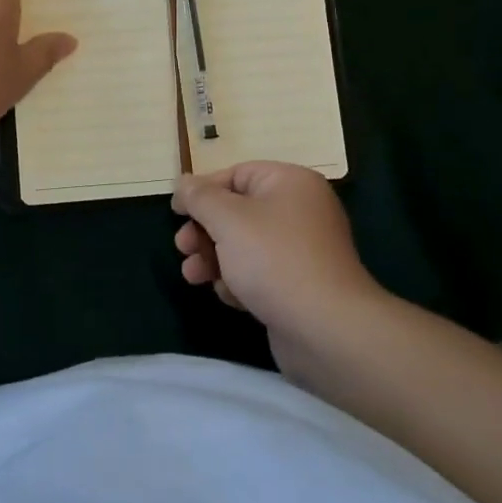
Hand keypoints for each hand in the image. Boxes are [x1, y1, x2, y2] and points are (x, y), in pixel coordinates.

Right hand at [172, 162, 384, 368]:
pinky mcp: (298, 284)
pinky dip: (238, 281)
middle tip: (183, 247)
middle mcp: (300, 210)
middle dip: (205, 230)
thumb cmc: (273, 259)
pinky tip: (229, 296)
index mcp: (290, 183)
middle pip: (238, 211)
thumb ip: (200, 197)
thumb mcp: (227, 219)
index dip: (203, 191)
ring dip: (213, 258)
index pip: (237, 175)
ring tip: (193, 276)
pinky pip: (259, 272)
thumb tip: (184, 182)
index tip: (176, 212)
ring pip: (244, 245)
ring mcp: (301, 250)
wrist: (325, 328)